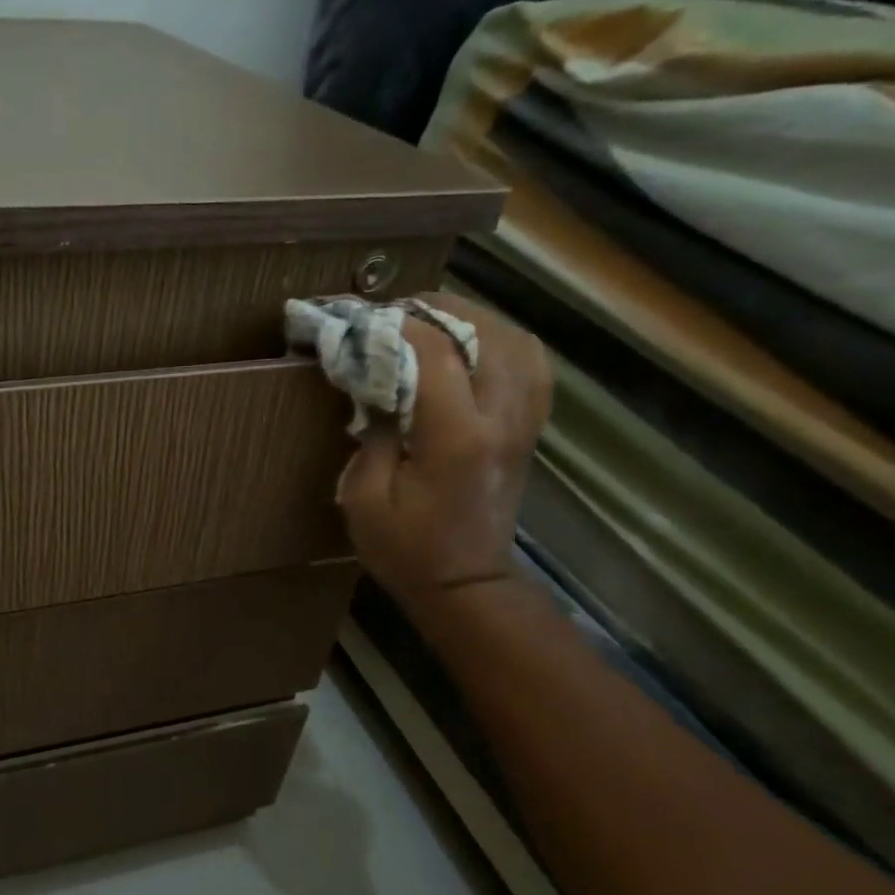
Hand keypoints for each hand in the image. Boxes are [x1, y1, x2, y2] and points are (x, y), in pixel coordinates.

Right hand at [337, 293, 552, 606]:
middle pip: (486, 334)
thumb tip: (377, 389)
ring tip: (433, 320)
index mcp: (455, 436)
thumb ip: (372, 435)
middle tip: (397, 309)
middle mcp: (500, 419)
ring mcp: (523, 423)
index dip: (397, 324)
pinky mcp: (528, 430)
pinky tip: (475, 345)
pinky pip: (532, 366)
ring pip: (517, 342)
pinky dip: (504, 343)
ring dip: (474, 320)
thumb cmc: (405, 549)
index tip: (362, 318)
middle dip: (438, 309)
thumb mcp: (364, 498)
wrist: (465, 584)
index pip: (435, 352)